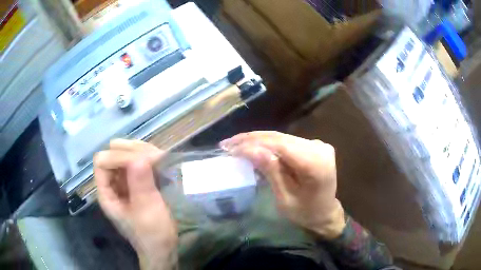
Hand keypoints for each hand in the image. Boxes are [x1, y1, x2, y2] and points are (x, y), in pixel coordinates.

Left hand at [94, 139, 177, 269]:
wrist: (162, 248)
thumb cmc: (152, 234)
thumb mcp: (147, 211)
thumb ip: (141, 184)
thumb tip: (140, 157)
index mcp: (106, 193)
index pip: (102, 162)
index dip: (118, 157)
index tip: (142, 161)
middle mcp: (112, 184)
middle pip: (113, 154)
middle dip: (132, 151)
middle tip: (154, 156)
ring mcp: (124, 183)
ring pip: (126, 155)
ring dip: (142, 152)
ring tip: (159, 158)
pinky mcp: (137, 184)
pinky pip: (138, 163)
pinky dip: (148, 159)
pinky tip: (160, 163)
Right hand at [221, 131, 344, 238]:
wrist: (325, 213)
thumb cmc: (305, 213)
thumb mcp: (285, 198)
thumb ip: (271, 171)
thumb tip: (250, 149)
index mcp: (316, 164)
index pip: (280, 145)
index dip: (253, 143)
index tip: (230, 148)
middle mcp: (319, 148)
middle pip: (280, 138)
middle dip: (251, 139)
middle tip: (227, 143)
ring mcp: (318, 144)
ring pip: (282, 137)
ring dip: (257, 140)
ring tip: (235, 144)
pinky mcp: (313, 146)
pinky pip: (287, 141)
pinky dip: (268, 144)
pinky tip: (252, 146)